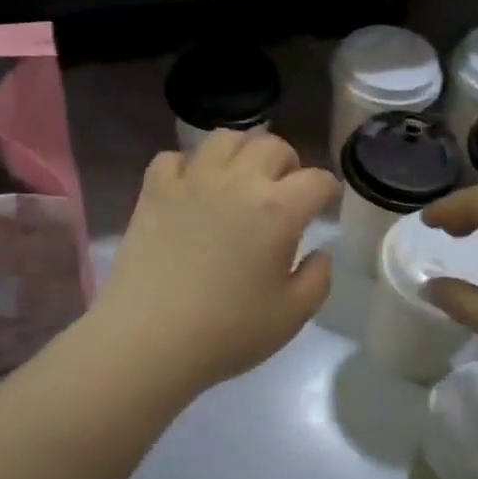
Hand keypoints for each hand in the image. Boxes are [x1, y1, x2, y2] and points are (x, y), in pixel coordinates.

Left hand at [91, 131, 339, 396]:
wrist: (150, 339)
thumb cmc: (228, 332)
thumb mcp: (292, 315)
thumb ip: (317, 279)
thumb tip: (319, 252)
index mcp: (278, 209)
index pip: (316, 180)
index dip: (327, 190)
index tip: (324, 204)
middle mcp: (237, 182)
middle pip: (272, 146)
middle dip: (288, 164)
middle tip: (284, 191)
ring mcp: (192, 181)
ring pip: (224, 138)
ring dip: (241, 152)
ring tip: (240, 178)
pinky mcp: (154, 191)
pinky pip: (174, 157)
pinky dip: (188, 166)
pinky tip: (191, 189)